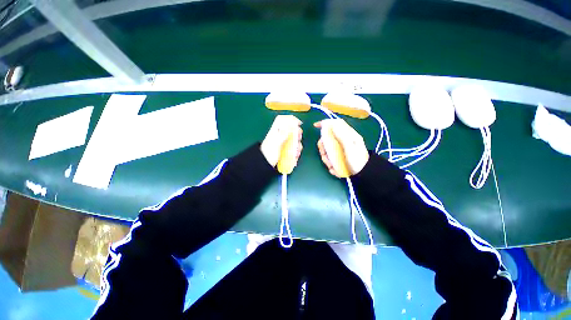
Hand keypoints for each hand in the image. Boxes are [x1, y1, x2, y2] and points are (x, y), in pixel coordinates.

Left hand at [261, 115, 302, 167]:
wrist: (265, 165)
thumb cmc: (269, 153)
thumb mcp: (275, 142)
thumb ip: (283, 134)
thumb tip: (291, 125)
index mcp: (276, 131)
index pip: (282, 120)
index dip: (291, 119)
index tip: (298, 123)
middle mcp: (281, 136)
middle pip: (292, 130)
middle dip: (297, 134)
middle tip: (298, 138)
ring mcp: (284, 144)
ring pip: (295, 141)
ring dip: (297, 145)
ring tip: (296, 150)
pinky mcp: (286, 151)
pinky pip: (294, 149)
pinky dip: (296, 152)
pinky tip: (295, 155)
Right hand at [315, 119, 368, 176]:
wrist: (362, 174)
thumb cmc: (357, 160)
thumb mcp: (350, 146)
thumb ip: (340, 135)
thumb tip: (329, 124)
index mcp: (347, 135)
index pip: (335, 124)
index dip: (325, 123)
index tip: (315, 126)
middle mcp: (342, 141)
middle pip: (326, 138)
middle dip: (323, 147)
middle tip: (325, 154)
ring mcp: (339, 150)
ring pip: (325, 150)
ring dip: (326, 158)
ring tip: (332, 165)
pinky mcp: (337, 158)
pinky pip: (328, 158)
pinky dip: (330, 164)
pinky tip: (335, 169)